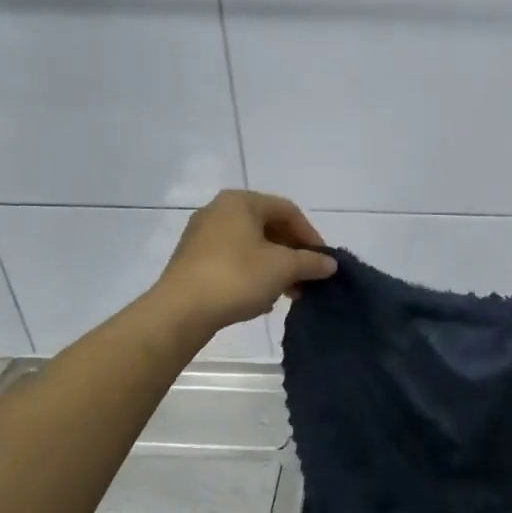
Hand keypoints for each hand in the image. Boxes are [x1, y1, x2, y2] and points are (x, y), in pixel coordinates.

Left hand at [154, 190, 336, 333]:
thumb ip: (310, 262)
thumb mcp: (283, 268)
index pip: (288, 211)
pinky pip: (233, 261)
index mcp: (241, 202)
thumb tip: (330, 263)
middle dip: (293, 254)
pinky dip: (253, 274)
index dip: (311, 235)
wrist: (181, 310)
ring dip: (276, 267)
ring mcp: (202, 236)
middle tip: (308, 279)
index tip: (323, 262)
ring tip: (289, 293)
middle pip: (269, 228)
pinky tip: (262, 299)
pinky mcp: (193, 260)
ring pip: (251, 246)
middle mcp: (219, 211)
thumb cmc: (237, 277)